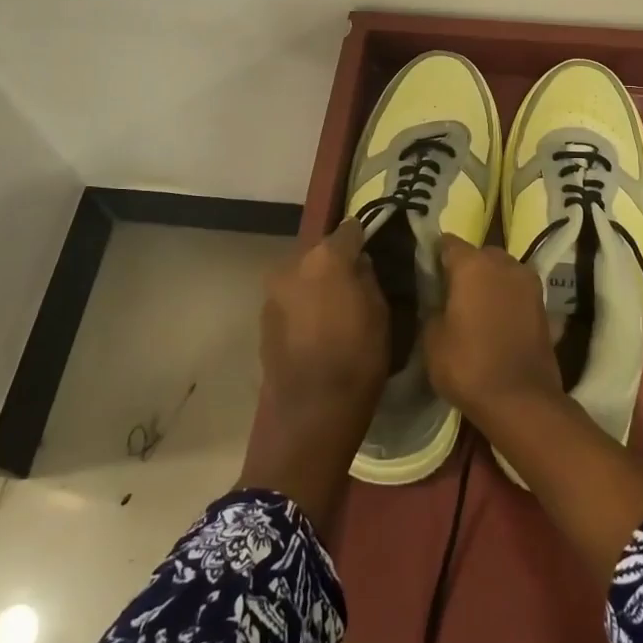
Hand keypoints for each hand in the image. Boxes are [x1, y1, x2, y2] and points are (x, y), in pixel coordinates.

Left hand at [258, 219, 388, 416]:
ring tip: (333, 307)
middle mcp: (292, 265)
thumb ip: (368, 278)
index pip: (348, 230)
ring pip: (300, 274)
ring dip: (315, 283)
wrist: (312, 411)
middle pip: (318, 251)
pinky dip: (301, 303)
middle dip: (334, 261)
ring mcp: (272, 292)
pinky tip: (315, 326)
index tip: (371, 247)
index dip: (362, 237)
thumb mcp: (380, 313)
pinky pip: (289, 298)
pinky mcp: (262, 318)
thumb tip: (359, 263)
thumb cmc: (358, 358)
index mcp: (326, 258)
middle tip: (352, 281)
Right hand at [424, 235, 563, 430]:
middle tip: (452, 293)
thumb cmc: (468, 366)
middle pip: (480, 254)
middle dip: (467, 267)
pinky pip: (517, 290)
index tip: (429, 272)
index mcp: (473, 265)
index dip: (437, 255)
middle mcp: (504, 264)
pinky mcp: (543, 304)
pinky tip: (496, 321)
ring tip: (476, 308)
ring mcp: (529, 282)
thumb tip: (441, 302)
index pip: (449, 243)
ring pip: (502, 270)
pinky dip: (506, 298)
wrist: (521, 399)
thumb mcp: (432, 339)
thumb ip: (434, 309)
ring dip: (490, 281)